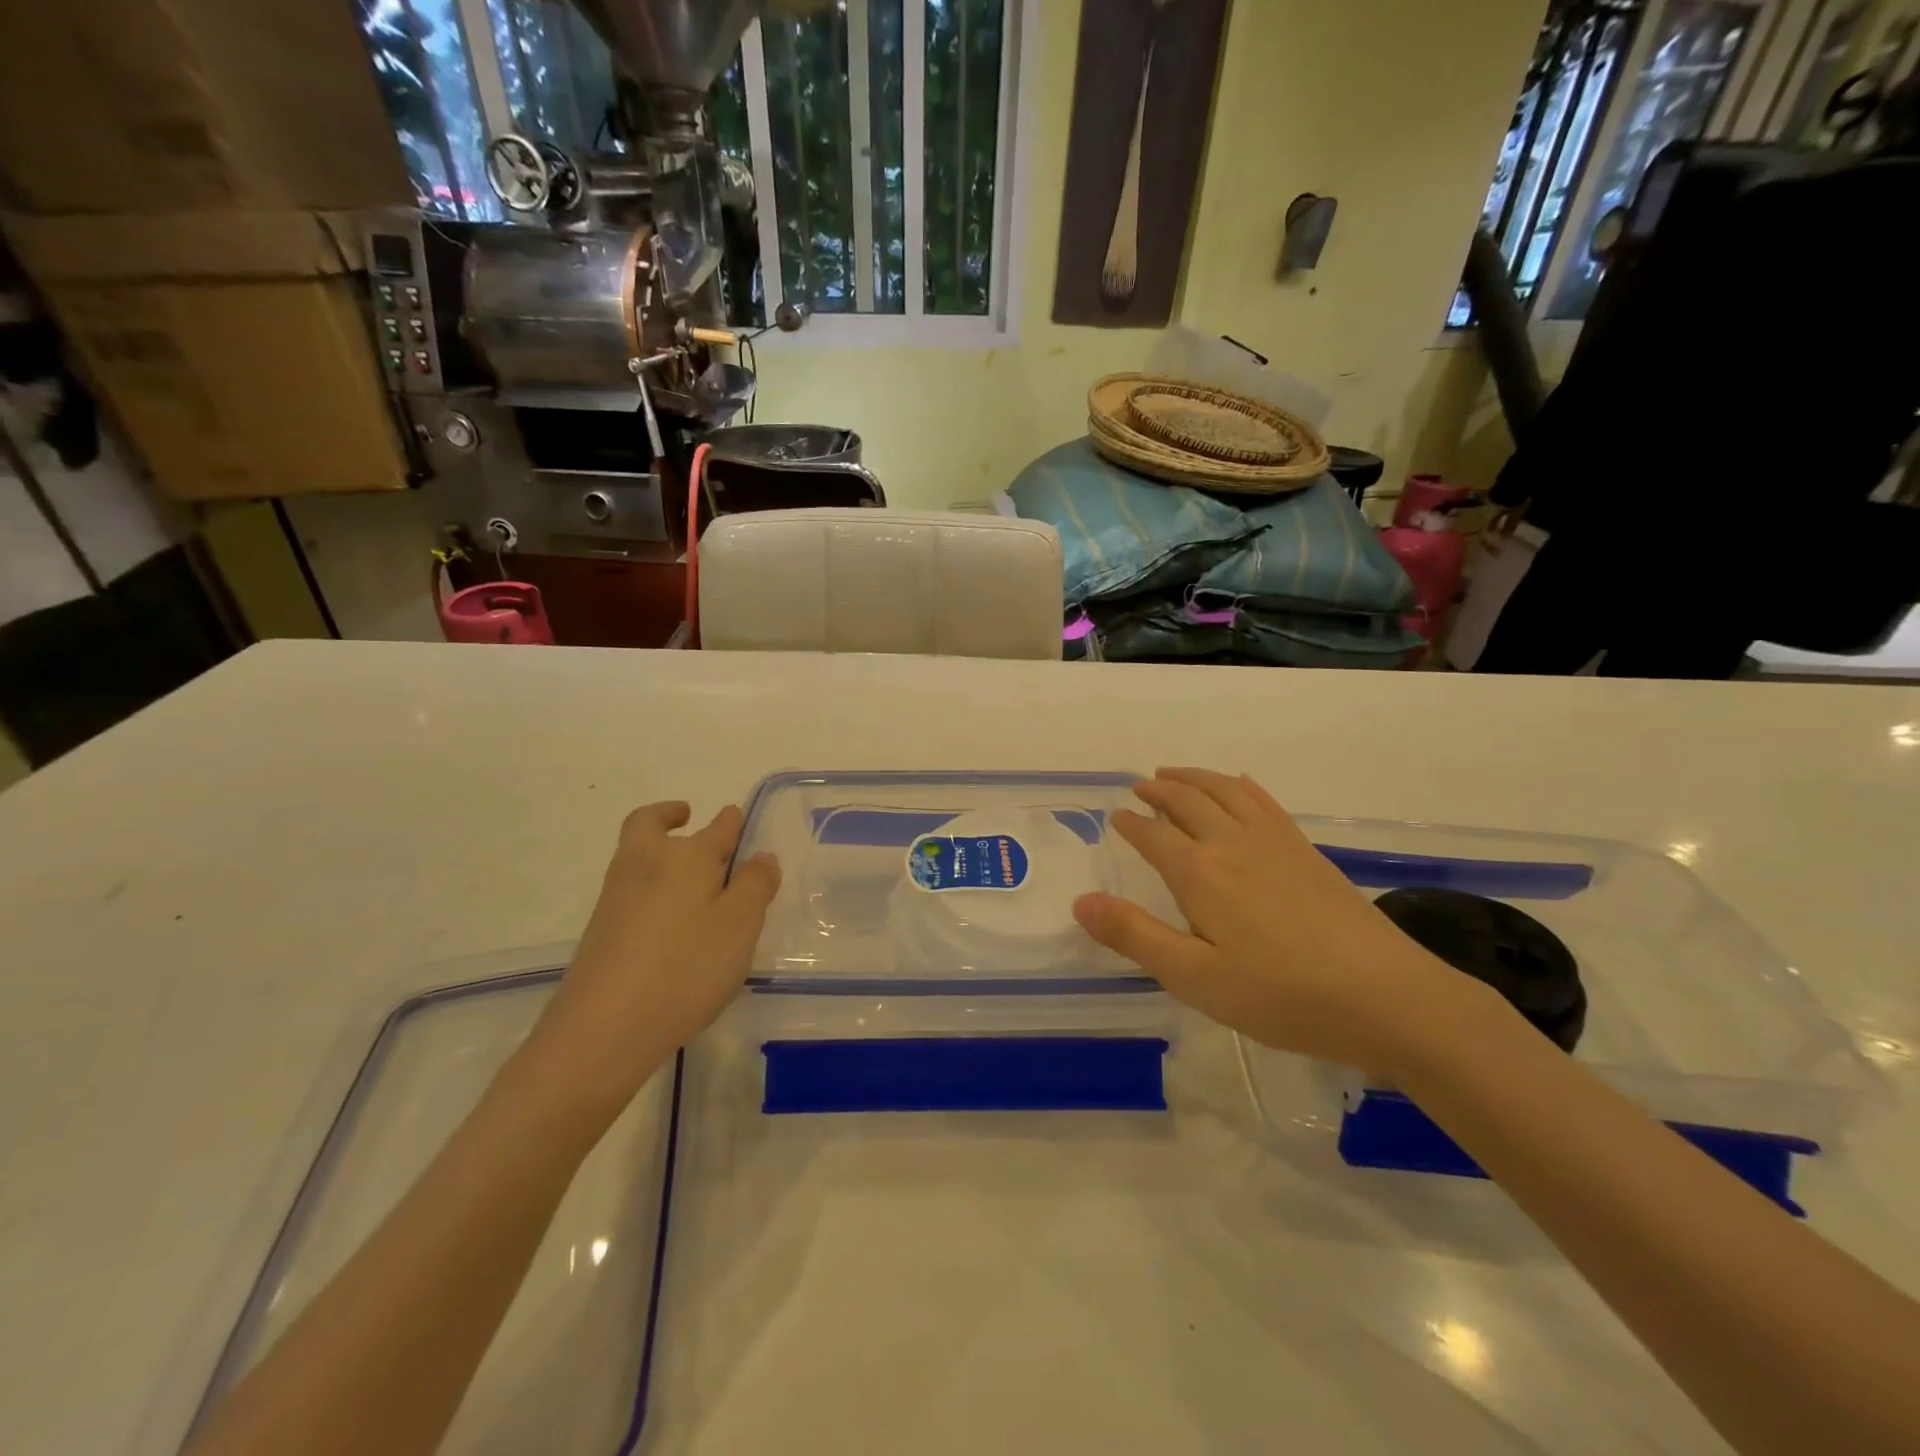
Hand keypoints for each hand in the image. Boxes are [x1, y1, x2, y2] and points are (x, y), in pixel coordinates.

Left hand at [522, 802, 780, 1112]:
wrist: (602, 1028)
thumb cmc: (686, 967)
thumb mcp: (740, 926)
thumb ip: (756, 886)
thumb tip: (760, 856)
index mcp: (687, 856)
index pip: (716, 828)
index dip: (730, 822)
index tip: (736, 818)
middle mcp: (646, 864)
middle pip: (649, 825)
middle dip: (669, 816)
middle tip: (686, 818)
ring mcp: (616, 897)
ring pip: (637, 856)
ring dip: (658, 851)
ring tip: (689, 875)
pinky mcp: (601, 931)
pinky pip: (631, 890)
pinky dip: (650, 886)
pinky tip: (671, 919)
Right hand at [1072, 768, 1465, 1069]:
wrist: (1384, 996)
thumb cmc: (1280, 994)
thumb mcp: (1194, 977)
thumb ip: (1135, 936)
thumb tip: (1081, 902)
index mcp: (1199, 873)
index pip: (1153, 835)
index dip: (1130, 824)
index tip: (1116, 816)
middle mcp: (1232, 843)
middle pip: (1187, 802)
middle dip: (1158, 791)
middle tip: (1139, 785)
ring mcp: (1274, 842)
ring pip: (1224, 792)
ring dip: (1194, 778)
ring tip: (1174, 774)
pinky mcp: (1306, 851)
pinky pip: (1264, 801)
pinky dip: (1240, 786)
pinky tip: (1239, 786)